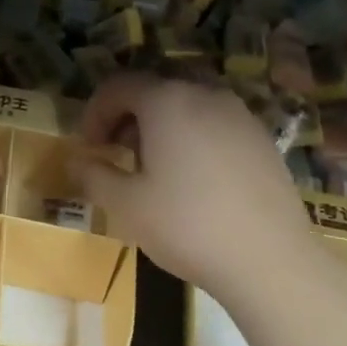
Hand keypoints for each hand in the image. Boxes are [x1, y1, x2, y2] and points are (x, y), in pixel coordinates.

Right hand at [74, 74, 326, 306]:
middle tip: (117, 154)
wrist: (269, 259)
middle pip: (154, 90)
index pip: (118, 85)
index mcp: (167, 101)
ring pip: (187, 105)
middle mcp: (205, 94)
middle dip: (128, 117)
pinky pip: (215, 123)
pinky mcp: (262, 138)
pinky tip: (193, 179)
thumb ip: (93, 174)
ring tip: (155, 169)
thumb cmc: (186, 225)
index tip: (89, 147)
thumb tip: (77, 160)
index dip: (94, 112)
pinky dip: (192, 137)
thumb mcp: (125, 204)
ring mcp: (239, 114)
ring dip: (161, 127)